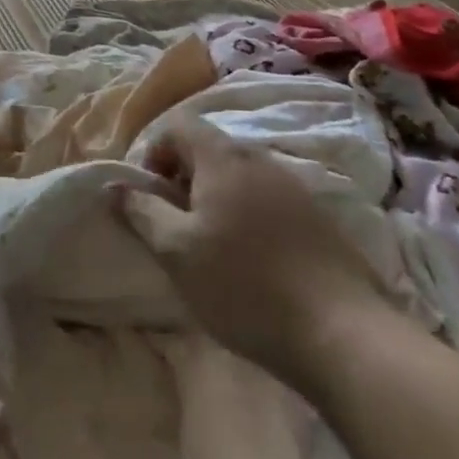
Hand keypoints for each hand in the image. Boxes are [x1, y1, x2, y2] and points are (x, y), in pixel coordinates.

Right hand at [112, 117, 391, 392]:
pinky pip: (267, 200)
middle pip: (209, 149)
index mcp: (224, 157)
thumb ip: (142, 212)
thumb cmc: (245, 285)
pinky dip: (247, 217)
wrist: (343, 334)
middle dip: (183, 179)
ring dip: (215, 199)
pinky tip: (252, 263)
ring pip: (239, 176)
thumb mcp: (177, 252)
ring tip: (211, 248)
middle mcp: (260, 159)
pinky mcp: (317, 219)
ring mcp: (294, 187)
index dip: (154, 152)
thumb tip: (114, 185)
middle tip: (176, 226)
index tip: (151, 196)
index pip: (178, 125)